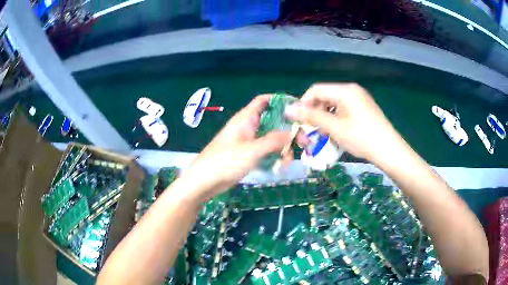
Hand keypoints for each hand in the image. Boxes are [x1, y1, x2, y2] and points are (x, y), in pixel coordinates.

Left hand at [182, 95, 291, 201]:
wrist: (204, 182)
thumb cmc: (224, 161)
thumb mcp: (251, 150)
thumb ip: (273, 140)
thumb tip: (293, 132)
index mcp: (246, 119)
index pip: (264, 101)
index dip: (280, 101)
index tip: (297, 109)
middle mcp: (248, 127)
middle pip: (272, 122)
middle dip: (288, 131)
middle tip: (302, 142)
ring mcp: (248, 142)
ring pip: (271, 139)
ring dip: (282, 147)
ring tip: (288, 162)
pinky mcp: (248, 155)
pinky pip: (266, 151)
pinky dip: (274, 156)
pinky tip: (280, 167)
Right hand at [285, 83, 404, 161]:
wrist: (389, 150)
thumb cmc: (362, 138)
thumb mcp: (334, 127)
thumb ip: (311, 116)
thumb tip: (288, 109)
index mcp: (345, 90)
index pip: (315, 90)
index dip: (303, 104)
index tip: (298, 122)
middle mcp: (352, 90)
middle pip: (324, 96)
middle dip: (314, 112)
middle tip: (310, 130)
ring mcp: (359, 98)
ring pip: (333, 104)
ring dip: (324, 117)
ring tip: (323, 133)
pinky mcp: (363, 107)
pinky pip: (343, 109)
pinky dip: (335, 119)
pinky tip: (336, 132)